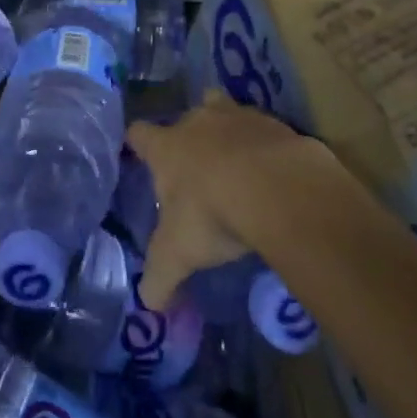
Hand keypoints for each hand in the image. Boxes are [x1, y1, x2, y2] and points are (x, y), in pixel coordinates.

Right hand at [127, 92, 335, 309]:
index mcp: (167, 147)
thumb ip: (160, 278)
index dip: (138, 143)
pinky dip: (267, 148)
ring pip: (227, 111)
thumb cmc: (212, 213)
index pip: (139, 134)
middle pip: (187, 115)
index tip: (140, 154)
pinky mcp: (278, 125)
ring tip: (238, 163)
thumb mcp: (178, 254)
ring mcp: (240, 117)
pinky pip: (266, 131)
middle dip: (190, 135)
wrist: (278, 188)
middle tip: (197, 167)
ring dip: (229, 132)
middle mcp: (199, 122)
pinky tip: (275, 175)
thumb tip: (149, 306)